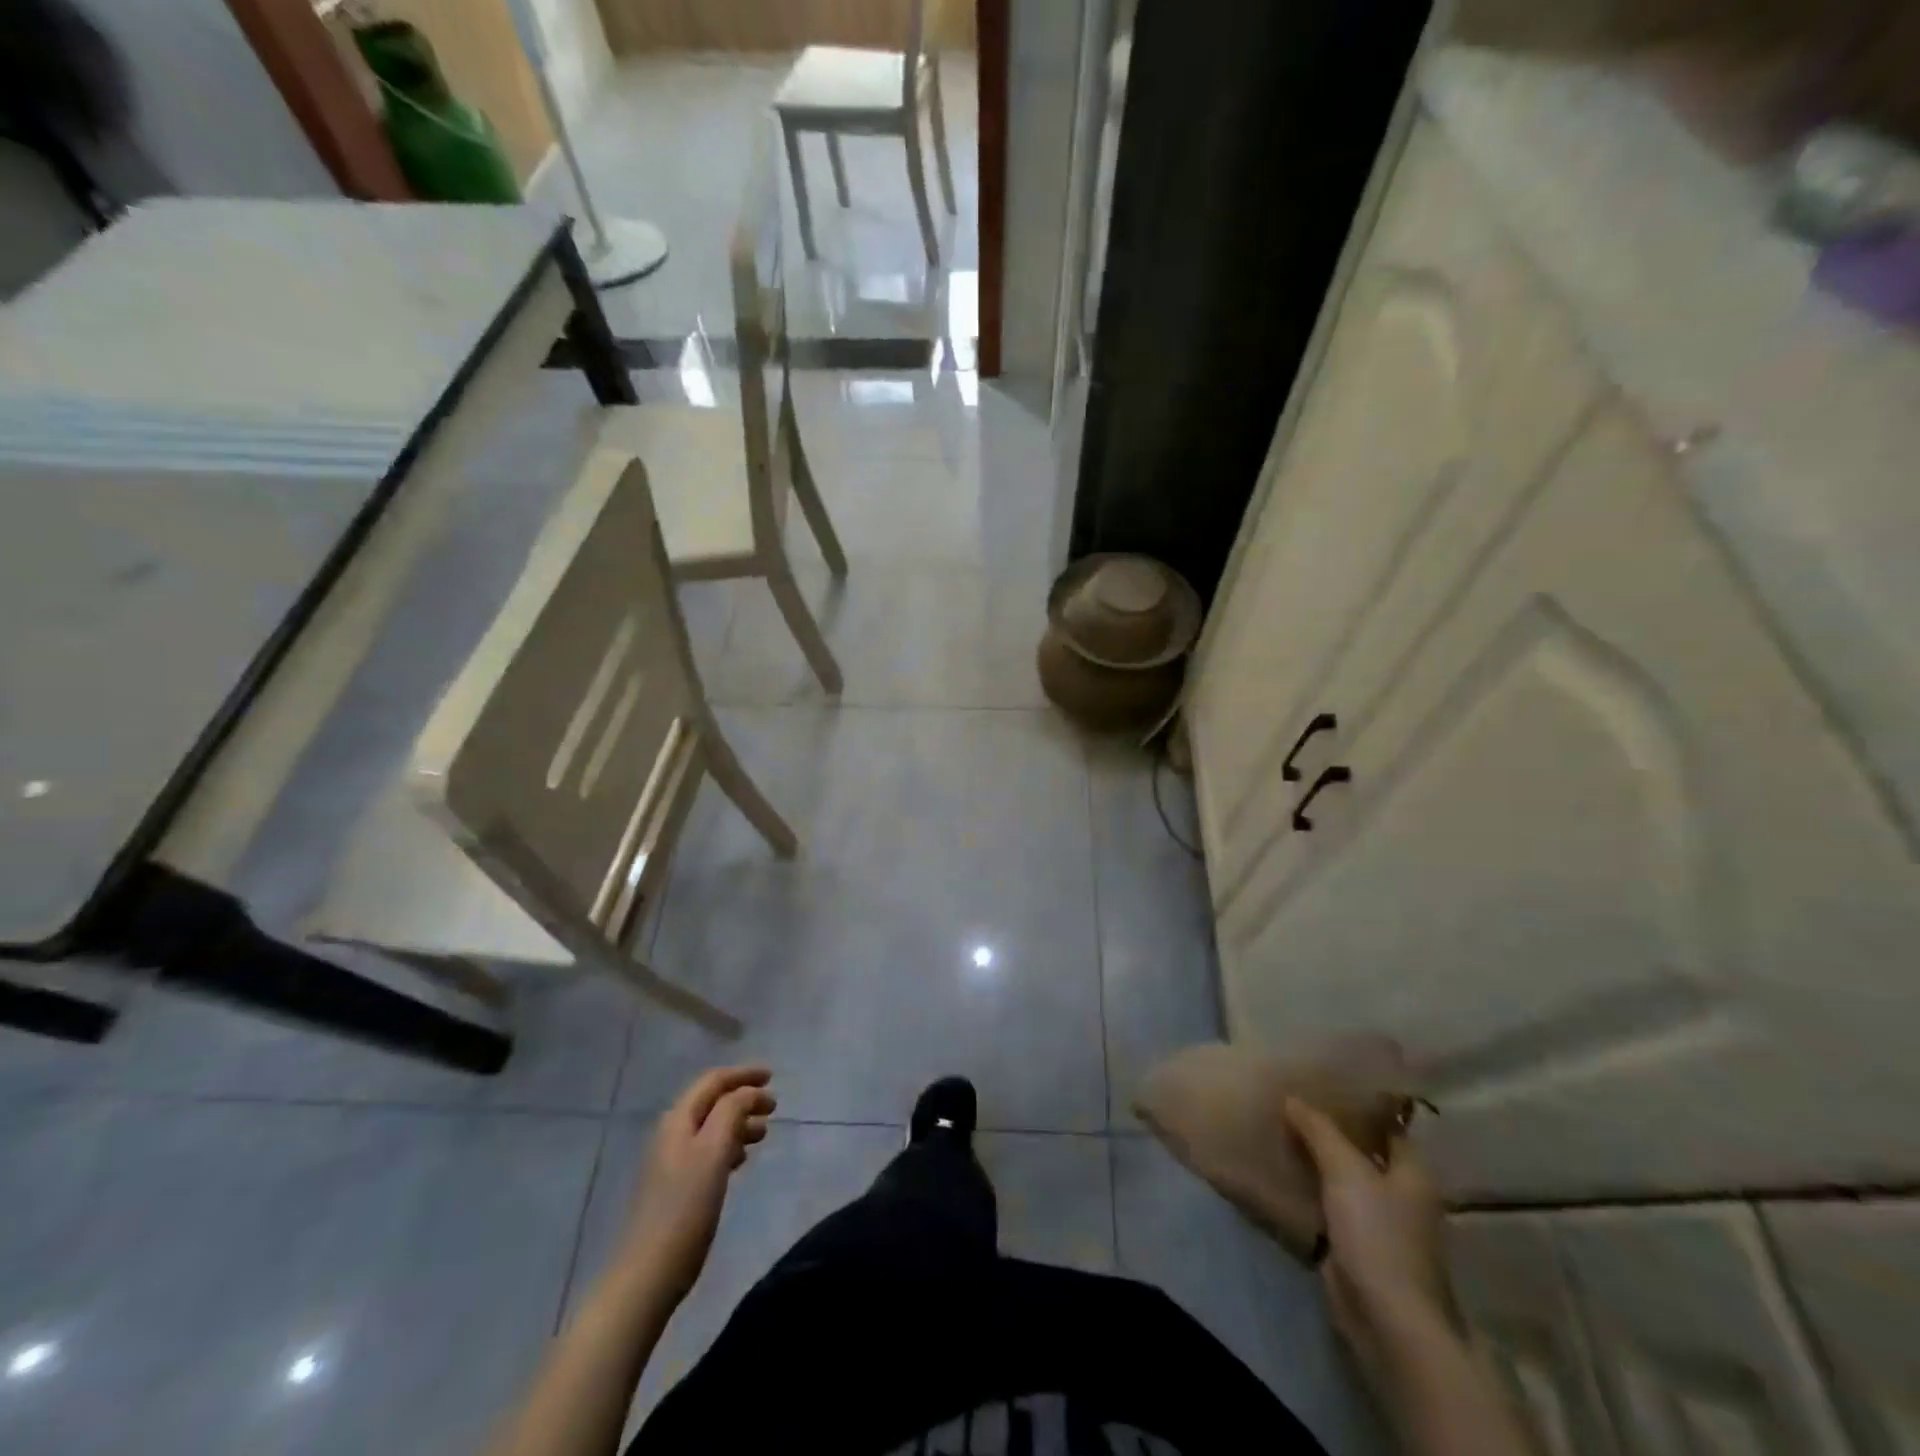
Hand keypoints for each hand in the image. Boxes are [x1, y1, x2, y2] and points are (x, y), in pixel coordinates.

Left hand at [622, 1066, 775, 1302]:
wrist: (647, 1274)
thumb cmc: (685, 1208)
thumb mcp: (714, 1152)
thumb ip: (732, 1112)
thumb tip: (749, 1092)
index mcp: (678, 1120)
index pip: (713, 1081)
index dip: (743, 1074)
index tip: (772, 1077)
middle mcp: (672, 1134)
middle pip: (712, 1102)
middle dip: (743, 1098)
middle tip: (774, 1108)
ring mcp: (671, 1161)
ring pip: (711, 1127)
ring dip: (738, 1122)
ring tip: (764, 1133)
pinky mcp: (675, 1186)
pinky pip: (707, 1150)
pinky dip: (728, 1145)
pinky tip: (740, 1160)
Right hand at [1282, 1097, 1457, 1370]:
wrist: (1386, 1318)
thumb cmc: (1378, 1234)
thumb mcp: (1345, 1170)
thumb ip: (1318, 1130)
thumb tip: (1292, 1098)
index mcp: (1412, 1172)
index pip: (1386, 1125)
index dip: (1358, 1104)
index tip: (1323, 1082)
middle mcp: (1400, 1194)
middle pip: (1362, 1151)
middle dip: (1329, 1130)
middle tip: (1291, 1100)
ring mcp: (1378, 1222)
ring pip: (1341, 1178)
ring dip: (1315, 1159)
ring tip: (1278, 1128)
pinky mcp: (1355, 1245)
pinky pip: (1328, 1205)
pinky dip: (1308, 1189)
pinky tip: (1280, 1171)